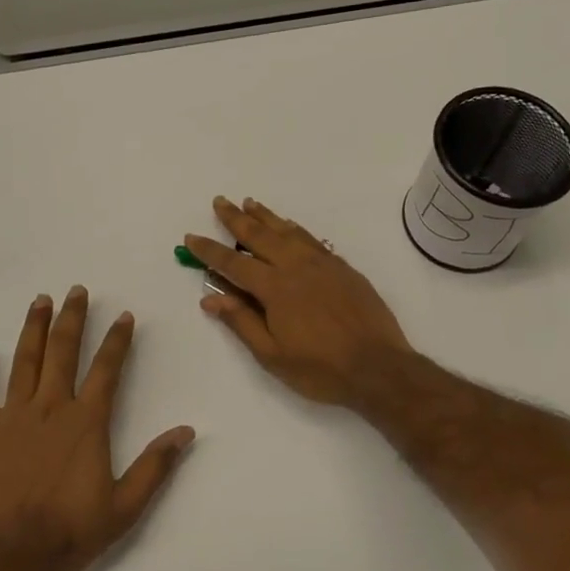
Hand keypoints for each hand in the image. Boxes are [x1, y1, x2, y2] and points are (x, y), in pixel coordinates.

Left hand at [0, 287, 194, 570]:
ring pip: (25, 362)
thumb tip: (187, 432)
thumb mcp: (125, 506)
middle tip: (77, 290)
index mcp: (87, 422)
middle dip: (73, 319)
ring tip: (40, 301)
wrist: (10, 556)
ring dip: (34, 329)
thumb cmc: (70, 531)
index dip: (118, 340)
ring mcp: (14, 417)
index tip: (124, 315)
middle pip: (64, 352)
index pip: (107, 369)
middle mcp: (52, 408)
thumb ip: (155, 466)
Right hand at [185, 197, 412, 406]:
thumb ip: (242, 322)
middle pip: (260, 236)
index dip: (209, 251)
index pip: (233, 263)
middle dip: (236, 219)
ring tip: (250, 203)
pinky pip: (312, 239)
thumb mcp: (273, 356)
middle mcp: (297, 267)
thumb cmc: (321, 369)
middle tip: (220, 201)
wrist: (379, 367)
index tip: (190, 237)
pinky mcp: (343, 268)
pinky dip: (295, 228)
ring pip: (288, 231)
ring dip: (266, 216)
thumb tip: (211, 298)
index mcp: (275, 288)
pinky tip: (289, 226)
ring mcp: (323, 264)